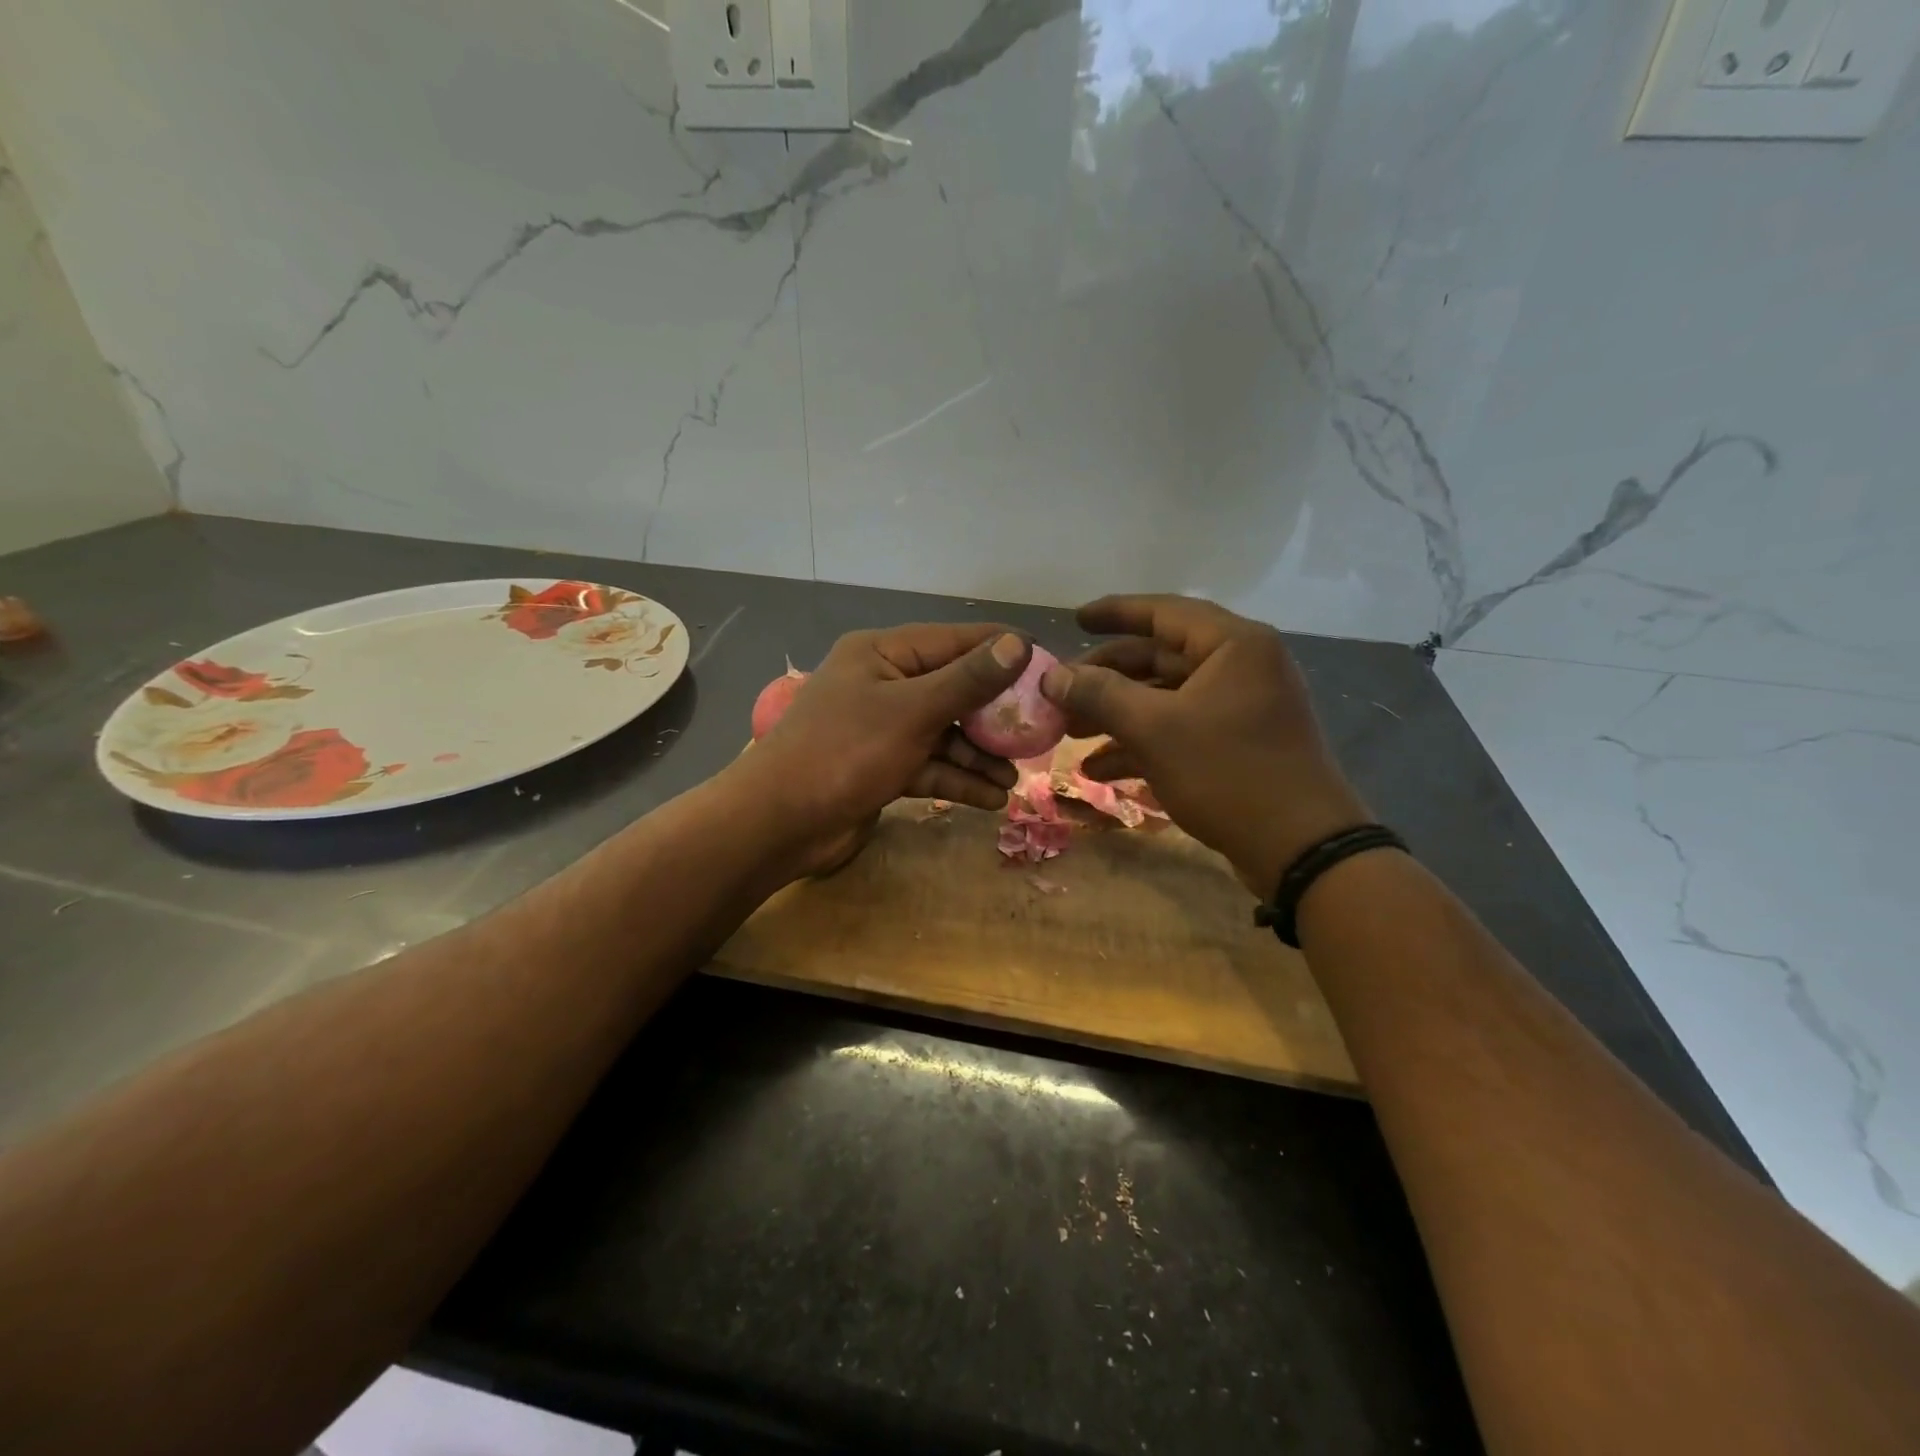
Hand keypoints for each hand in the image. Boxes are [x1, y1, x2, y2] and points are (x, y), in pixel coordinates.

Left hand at [730, 624, 1029, 876]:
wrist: (778, 823)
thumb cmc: (844, 752)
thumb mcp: (912, 711)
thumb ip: (968, 680)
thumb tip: (1018, 643)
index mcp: (883, 654)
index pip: (954, 641)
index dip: (1001, 651)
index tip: (1047, 665)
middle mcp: (883, 684)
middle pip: (952, 690)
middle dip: (993, 715)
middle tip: (1037, 732)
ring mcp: (881, 728)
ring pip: (944, 733)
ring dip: (978, 756)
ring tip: (1014, 779)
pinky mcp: (881, 767)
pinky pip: (929, 764)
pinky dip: (956, 779)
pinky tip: (991, 800)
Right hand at [1039, 594, 1368, 895]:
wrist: (1300, 848)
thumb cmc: (1228, 773)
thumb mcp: (1155, 730)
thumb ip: (1100, 695)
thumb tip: (1053, 675)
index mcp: (1233, 645)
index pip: (1163, 612)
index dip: (1114, 613)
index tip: (1074, 621)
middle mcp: (1241, 667)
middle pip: (1159, 658)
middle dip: (1106, 678)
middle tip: (1061, 694)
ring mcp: (1241, 708)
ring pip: (1165, 698)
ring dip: (1117, 715)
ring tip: (1071, 735)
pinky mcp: (1237, 744)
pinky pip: (1180, 729)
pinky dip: (1141, 743)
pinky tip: (1100, 769)